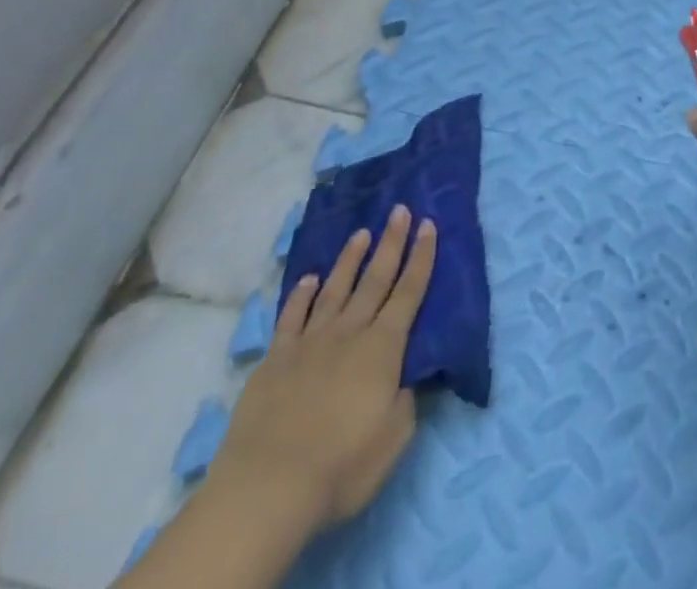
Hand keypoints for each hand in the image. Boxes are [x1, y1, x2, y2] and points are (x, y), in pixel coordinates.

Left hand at [213, 205, 437, 536]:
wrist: (268, 486)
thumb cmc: (342, 465)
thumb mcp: (394, 437)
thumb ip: (406, 399)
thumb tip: (406, 376)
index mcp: (383, 348)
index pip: (409, 292)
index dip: (421, 257)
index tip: (428, 225)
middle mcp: (349, 332)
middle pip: (375, 279)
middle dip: (391, 243)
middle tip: (400, 209)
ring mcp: (310, 342)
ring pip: (335, 289)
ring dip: (350, 259)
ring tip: (361, 233)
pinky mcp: (275, 359)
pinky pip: (292, 317)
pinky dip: (301, 295)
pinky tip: (309, 279)